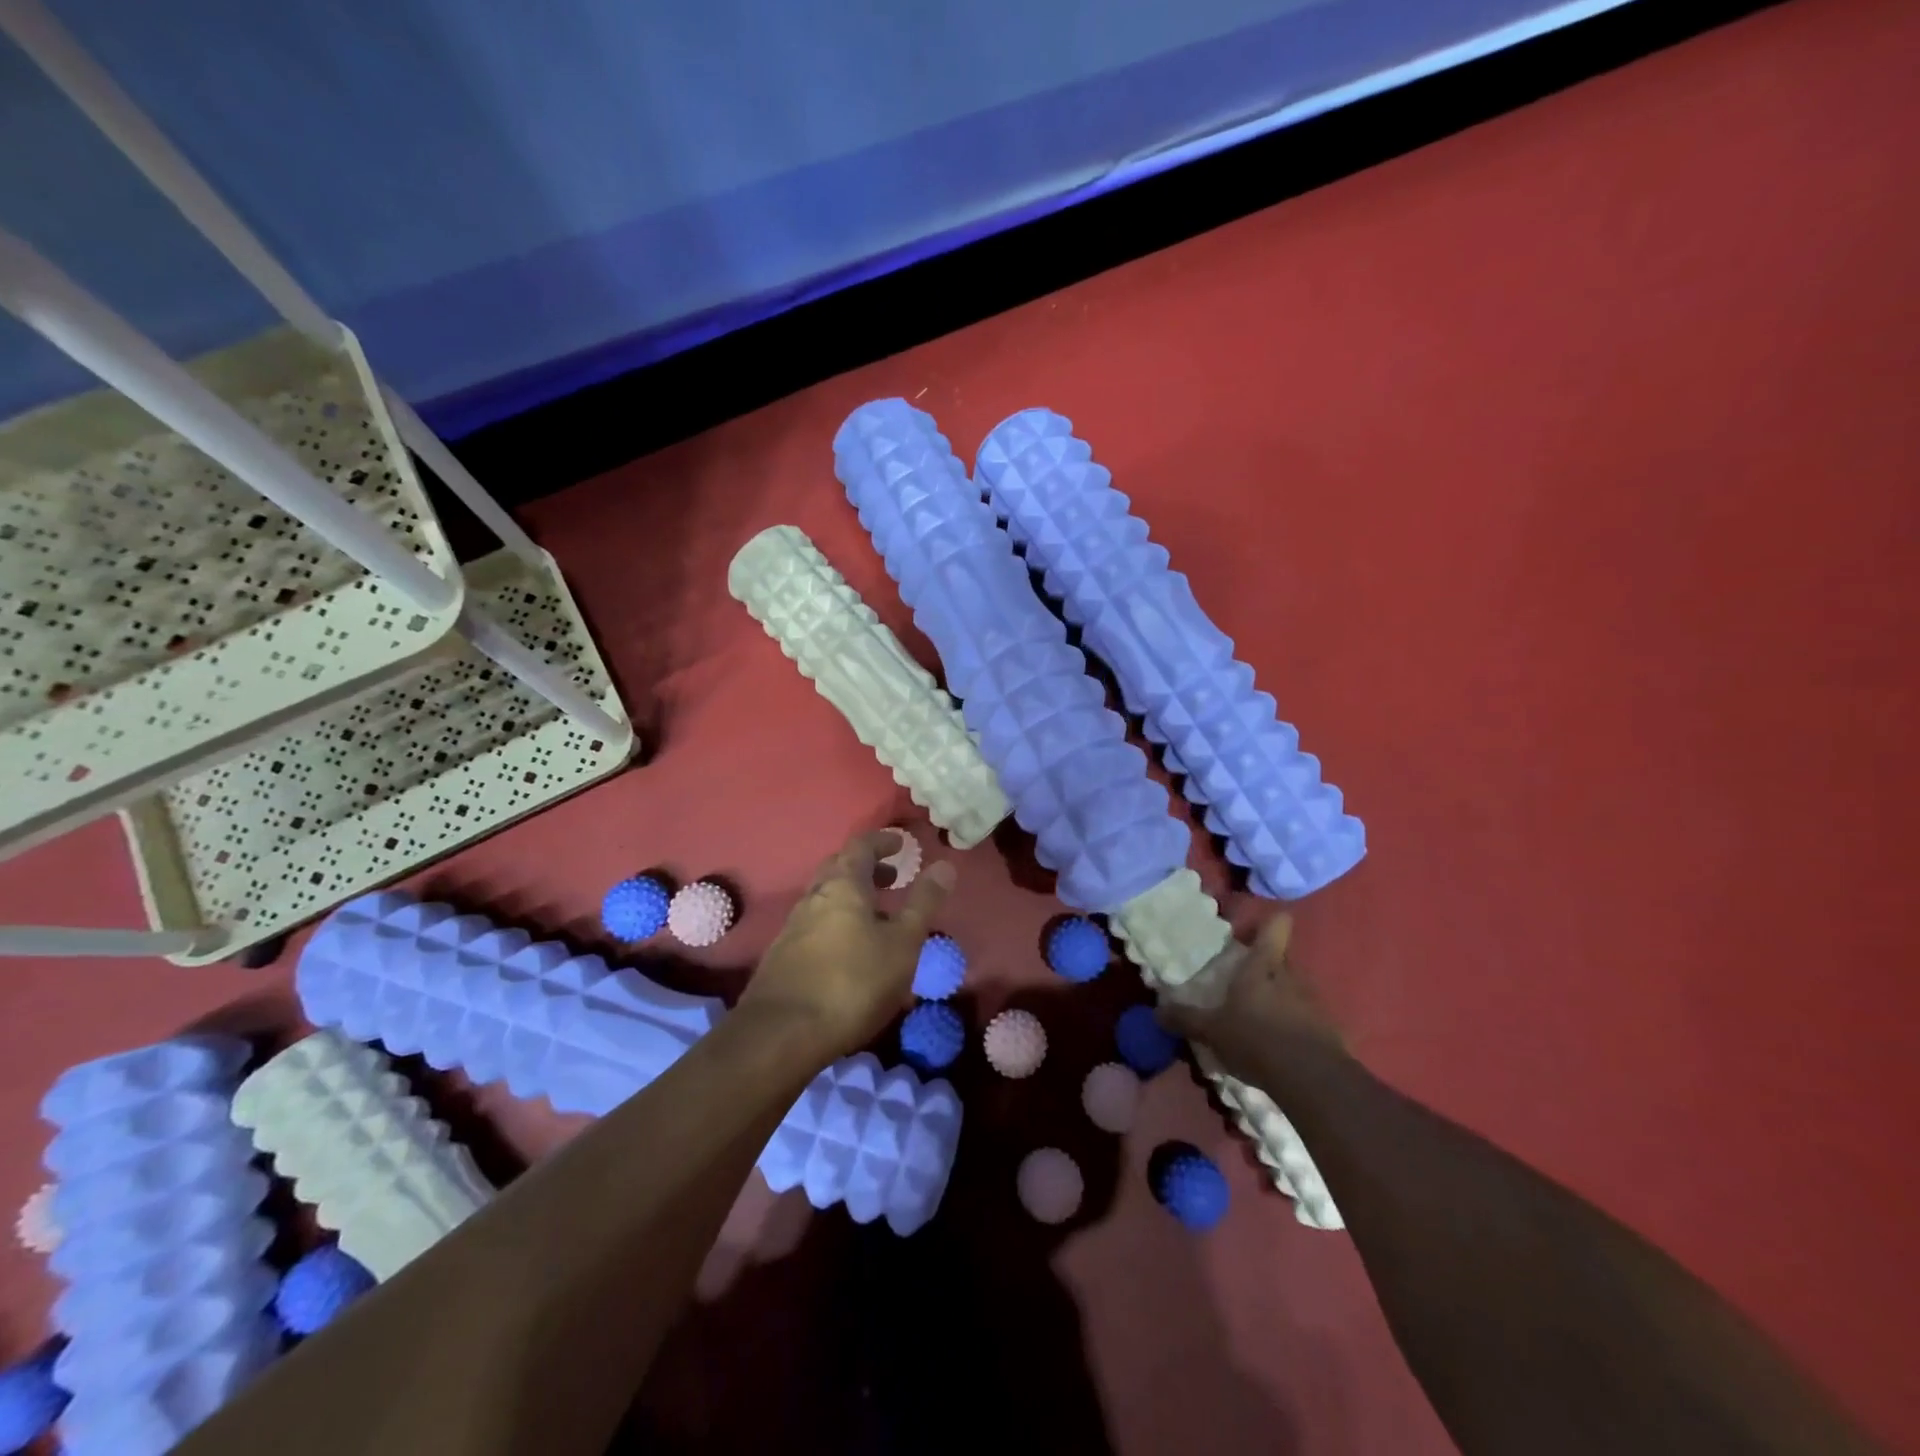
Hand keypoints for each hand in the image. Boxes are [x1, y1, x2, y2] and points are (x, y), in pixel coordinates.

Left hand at [740, 830, 955, 1061]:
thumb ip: (923, 903)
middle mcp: (813, 898)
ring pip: (825, 899)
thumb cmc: (853, 982)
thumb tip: (944, 865)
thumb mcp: (903, 944)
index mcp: (843, 885)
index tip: (901, 843)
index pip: (861, 846)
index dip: (882, 840)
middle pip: (838, 868)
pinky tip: (850, 952)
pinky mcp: (783, 957)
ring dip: (852, 898)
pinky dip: (837, 924)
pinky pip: (815, 926)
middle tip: (891, 877)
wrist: (782, 1034)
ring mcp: (793, 927)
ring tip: (877, 919)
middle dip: (866, 868)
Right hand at [1156, 914, 1343, 1083]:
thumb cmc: (1255, 1039)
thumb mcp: (1211, 1031)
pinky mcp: (1330, 1031)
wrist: (1312, 1080)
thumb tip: (1157, 1011)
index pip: (1276, 926)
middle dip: (1266, 967)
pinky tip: (1280, 1046)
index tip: (1254, 930)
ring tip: (1260, 1019)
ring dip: (1280, 999)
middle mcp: (1292, 976)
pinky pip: (1308, 1019)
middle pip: (1283, 959)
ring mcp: (1315, 1003)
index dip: (1268, 923)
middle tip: (1244, 982)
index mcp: (1263, 965)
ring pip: (1295, 989)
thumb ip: (1185, 1019)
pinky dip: (1295, 1027)